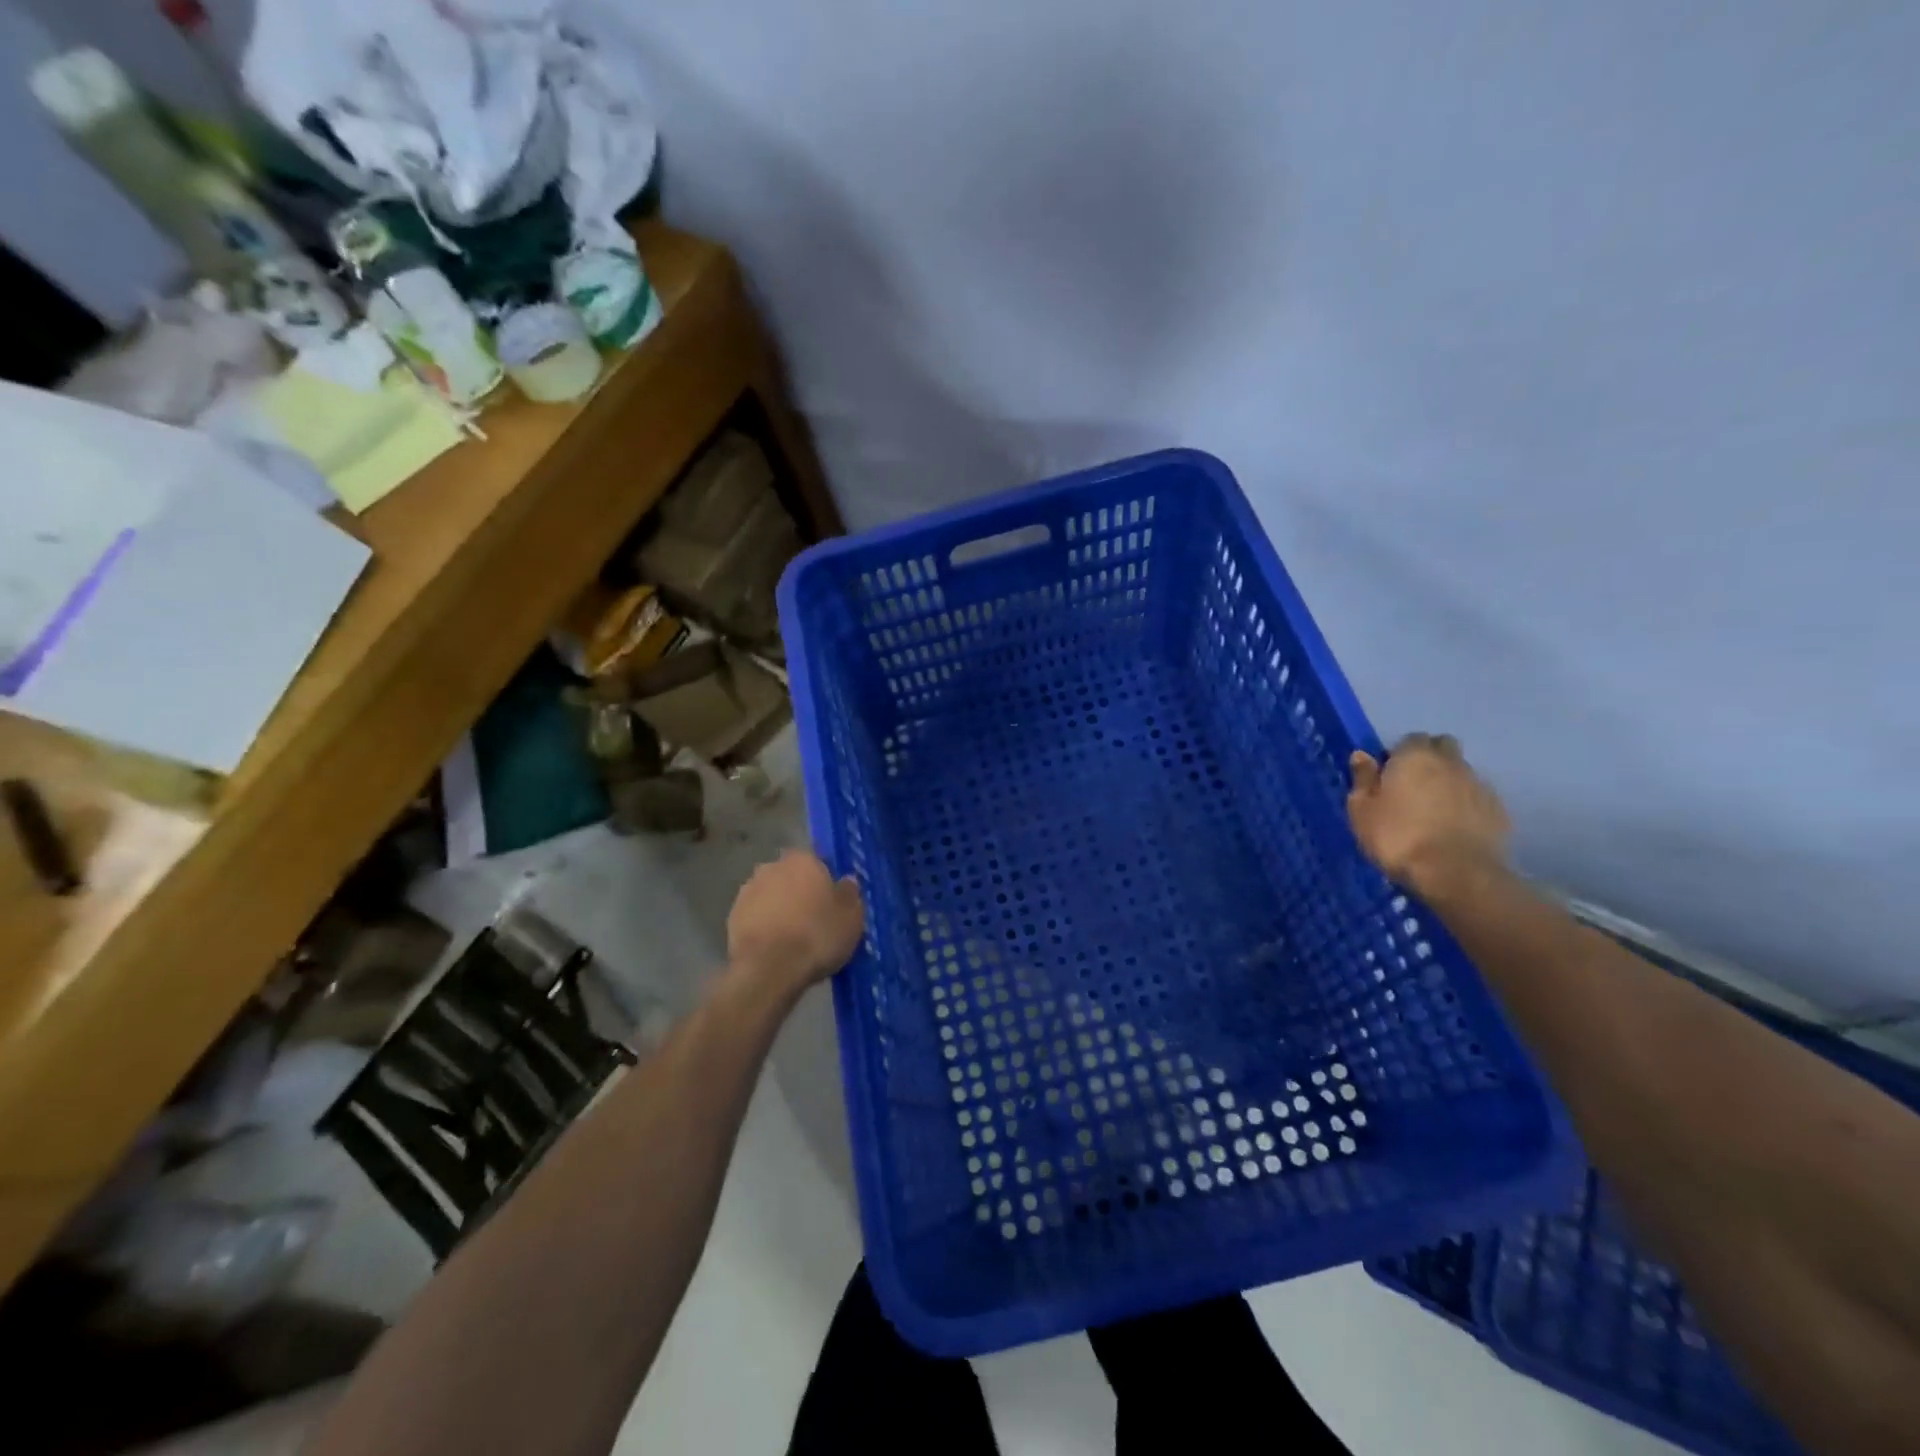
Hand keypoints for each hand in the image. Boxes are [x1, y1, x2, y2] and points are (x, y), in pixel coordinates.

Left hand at [727, 850, 864, 995]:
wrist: (769, 970)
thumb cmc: (817, 936)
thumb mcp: (851, 917)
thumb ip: (850, 894)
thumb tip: (846, 882)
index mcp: (803, 860)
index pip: (819, 863)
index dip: (827, 883)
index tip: (833, 904)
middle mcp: (772, 866)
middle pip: (792, 877)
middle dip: (801, 893)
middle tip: (815, 920)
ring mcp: (748, 891)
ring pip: (772, 896)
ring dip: (781, 909)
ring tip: (794, 938)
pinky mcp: (732, 916)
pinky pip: (756, 916)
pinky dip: (764, 926)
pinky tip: (775, 947)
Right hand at [1347, 733, 1511, 900]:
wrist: (1457, 874)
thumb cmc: (1398, 837)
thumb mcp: (1362, 810)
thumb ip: (1363, 779)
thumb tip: (1362, 755)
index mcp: (1415, 756)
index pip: (1411, 739)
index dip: (1399, 754)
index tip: (1388, 776)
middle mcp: (1451, 763)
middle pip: (1443, 747)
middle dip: (1430, 759)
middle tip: (1412, 787)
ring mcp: (1479, 786)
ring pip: (1462, 773)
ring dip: (1448, 783)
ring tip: (1433, 812)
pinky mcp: (1499, 811)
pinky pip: (1477, 798)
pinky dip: (1466, 805)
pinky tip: (1454, 828)